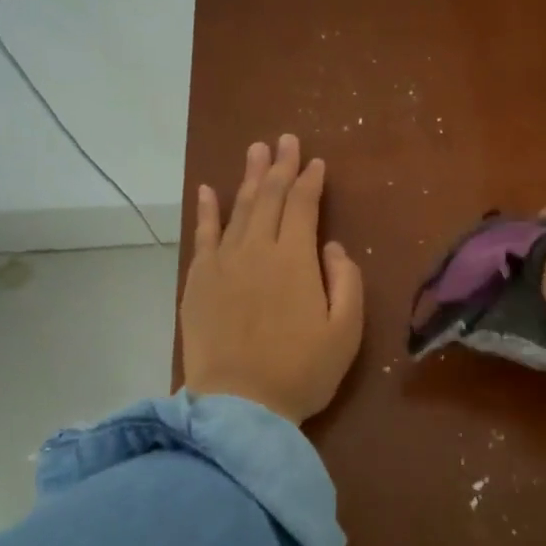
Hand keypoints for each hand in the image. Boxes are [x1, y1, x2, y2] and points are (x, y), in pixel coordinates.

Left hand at [180, 135, 364, 423]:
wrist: (240, 405)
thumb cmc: (301, 371)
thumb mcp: (346, 331)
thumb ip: (346, 282)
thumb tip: (333, 247)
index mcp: (295, 260)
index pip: (303, 207)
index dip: (311, 181)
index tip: (316, 162)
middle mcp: (257, 250)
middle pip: (269, 198)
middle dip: (279, 166)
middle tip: (284, 140)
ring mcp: (223, 263)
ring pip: (238, 209)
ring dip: (249, 178)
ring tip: (255, 151)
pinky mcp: (198, 281)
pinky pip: (202, 235)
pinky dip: (207, 210)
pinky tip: (209, 189)